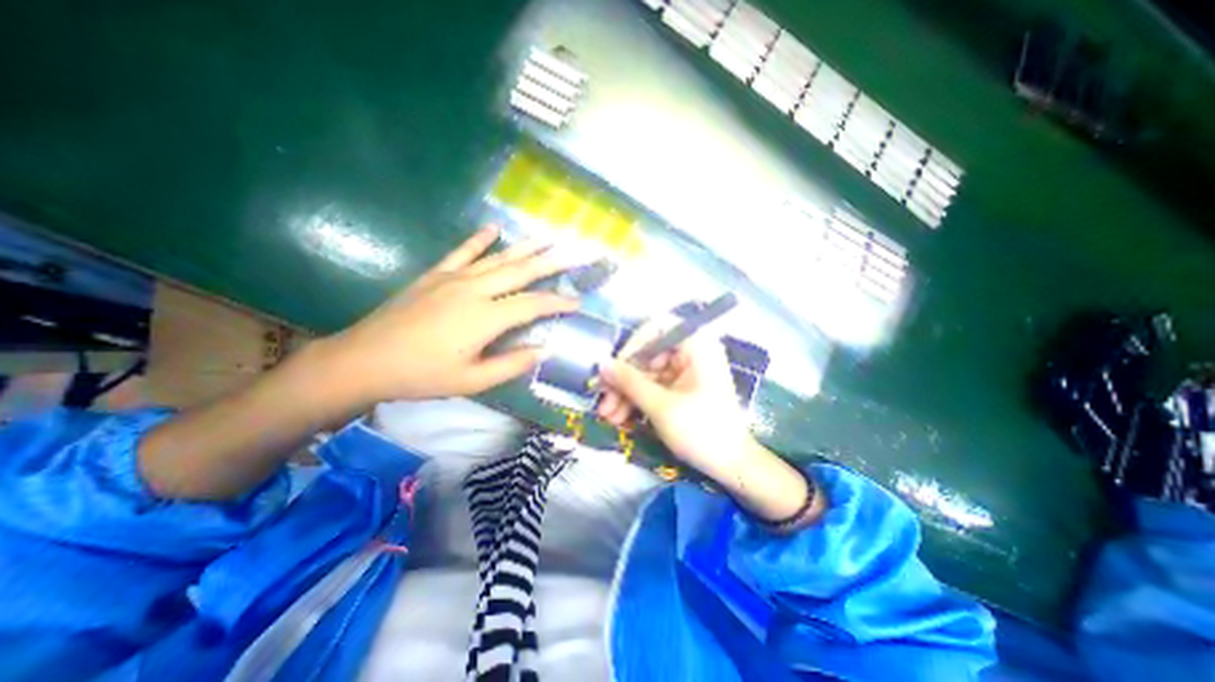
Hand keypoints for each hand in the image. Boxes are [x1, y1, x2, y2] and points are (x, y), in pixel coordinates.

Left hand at [325, 225, 579, 404]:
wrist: (365, 360)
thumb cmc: (422, 375)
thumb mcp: (472, 381)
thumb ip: (512, 364)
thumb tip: (545, 350)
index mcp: (485, 317)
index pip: (533, 304)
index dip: (558, 302)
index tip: (578, 302)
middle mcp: (474, 290)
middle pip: (522, 271)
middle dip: (554, 261)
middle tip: (578, 251)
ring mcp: (454, 278)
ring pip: (499, 258)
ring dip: (527, 246)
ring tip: (549, 235)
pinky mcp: (436, 274)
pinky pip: (463, 252)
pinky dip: (480, 239)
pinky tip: (494, 228)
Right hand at [596, 317, 755, 483]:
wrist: (732, 466)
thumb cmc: (702, 431)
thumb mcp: (661, 406)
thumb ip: (630, 381)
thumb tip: (602, 364)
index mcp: (696, 346)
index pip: (656, 327)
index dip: (632, 345)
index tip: (615, 369)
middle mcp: (691, 352)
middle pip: (647, 354)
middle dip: (624, 379)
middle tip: (604, 401)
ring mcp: (686, 371)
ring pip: (647, 373)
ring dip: (626, 393)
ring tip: (609, 416)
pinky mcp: (681, 389)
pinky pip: (654, 387)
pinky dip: (638, 400)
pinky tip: (621, 418)